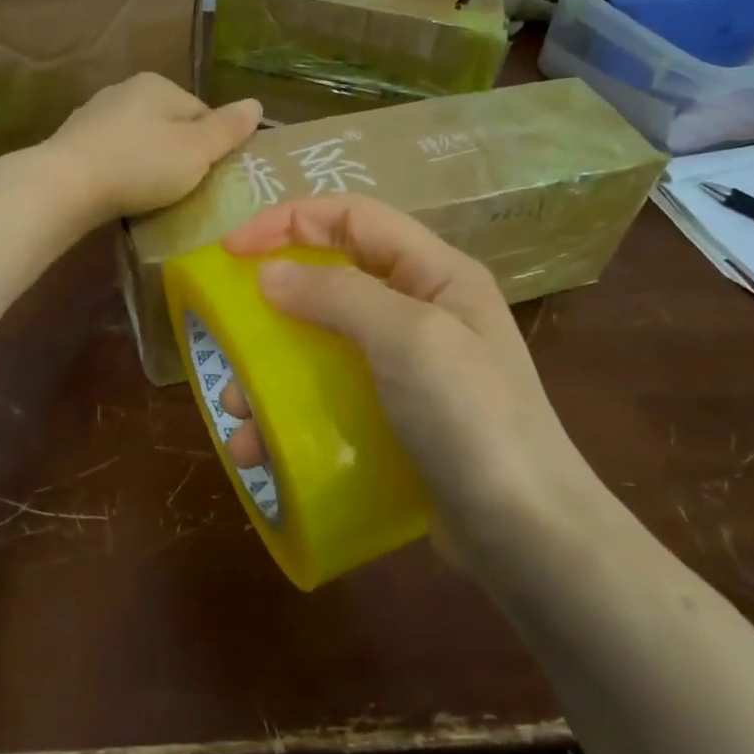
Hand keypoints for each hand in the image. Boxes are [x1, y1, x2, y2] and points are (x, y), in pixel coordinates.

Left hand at [42, 74, 261, 223]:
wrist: (64, 186)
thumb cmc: (139, 165)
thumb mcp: (196, 150)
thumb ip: (228, 128)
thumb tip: (257, 103)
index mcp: (158, 85)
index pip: (202, 112)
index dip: (212, 146)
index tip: (210, 177)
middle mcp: (125, 90)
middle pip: (170, 126)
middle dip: (180, 155)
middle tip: (184, 190)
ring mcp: (95, 116)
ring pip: (140, 141)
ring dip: (150, 165)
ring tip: (153, 196)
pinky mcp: (75, 143)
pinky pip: (114, 156)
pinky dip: (124, 173)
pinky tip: (123, 194)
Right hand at [219, 194, 607, 567]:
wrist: (527, 536)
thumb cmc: (470, 418)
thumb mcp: (407, 338)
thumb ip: (337, 294)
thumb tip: (268, 274)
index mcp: (434, 273)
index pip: (351, 217)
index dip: (288, 220)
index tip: (231, 249)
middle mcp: (420, 311)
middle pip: (330, 279)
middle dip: (272, 301)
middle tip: (226, 328)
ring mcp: (406, 370)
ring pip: (322, 346)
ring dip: (271, 371)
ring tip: (237, 408)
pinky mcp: (392, 420)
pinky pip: (329, 399)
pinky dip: (290, 416)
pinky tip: (261, 449)